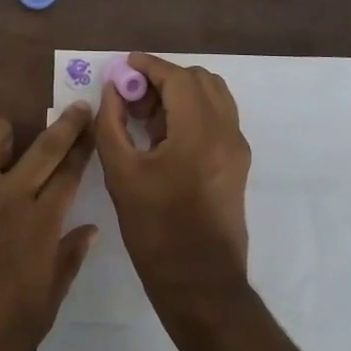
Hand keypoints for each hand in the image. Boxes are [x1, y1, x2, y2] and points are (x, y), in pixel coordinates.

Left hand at [0, 106, 98, 350]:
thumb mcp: (44, 310)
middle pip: (45, 146)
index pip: (71, 174)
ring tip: (2, 146)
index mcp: (40, 226)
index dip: (86, 148)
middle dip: (67, 124)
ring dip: (1, 133)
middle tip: (77, 108)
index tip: (96, 128)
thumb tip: (89, 229)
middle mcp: (7, 198)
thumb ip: (67, 262)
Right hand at [94, 54, 251, 311]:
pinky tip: (163, 136)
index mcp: (200, 132)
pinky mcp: (238, 164)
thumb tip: (112, 91)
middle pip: (200, 80)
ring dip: (180, 94)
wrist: (201, 284)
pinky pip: (218, 118)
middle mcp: (227, 132)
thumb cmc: (156, 230)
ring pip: (213, 97)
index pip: (179, 78)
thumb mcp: (121, 174)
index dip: (149, 66)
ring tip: (146, 116)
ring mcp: (237, 149)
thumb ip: (112, 124)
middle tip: (132, 96)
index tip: (123, 66)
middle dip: (165, 79)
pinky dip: (192, 112)